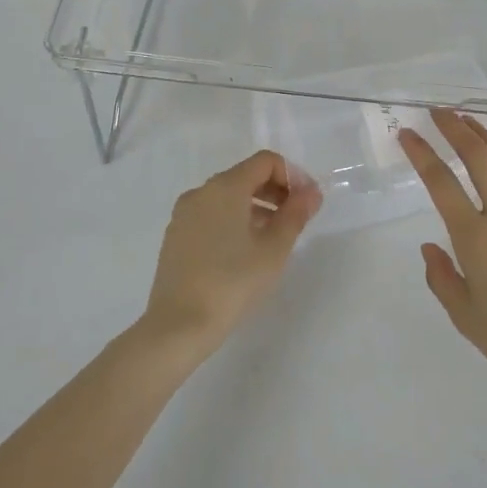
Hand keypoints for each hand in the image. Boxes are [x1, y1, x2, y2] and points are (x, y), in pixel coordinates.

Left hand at [138, 149, 320, 362]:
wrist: (178, 325)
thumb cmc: (232, 282)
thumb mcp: (274, 249)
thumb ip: (295, 214)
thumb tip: (311, 192)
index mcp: (225, 187)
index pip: (265, 162)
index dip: (292, 176)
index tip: (307, 203)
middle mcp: (201, 191)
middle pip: (245, 176)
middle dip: (275, 191)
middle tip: (296, 219)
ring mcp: (184, 213)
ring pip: (227, 197)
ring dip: (256, 207)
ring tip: (273, 239)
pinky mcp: (175, 235)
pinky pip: (211, 214)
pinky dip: (233, 220)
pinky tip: (243, 252)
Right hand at [402, 110, 486, 397]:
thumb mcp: (465, 318)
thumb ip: (442, 278)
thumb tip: (430, 248)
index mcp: (476, 238)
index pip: (442, 182)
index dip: (422, 153)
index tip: (408, 133)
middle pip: (479, 157)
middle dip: (456, 128)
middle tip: (439, 111)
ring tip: (471, 121)